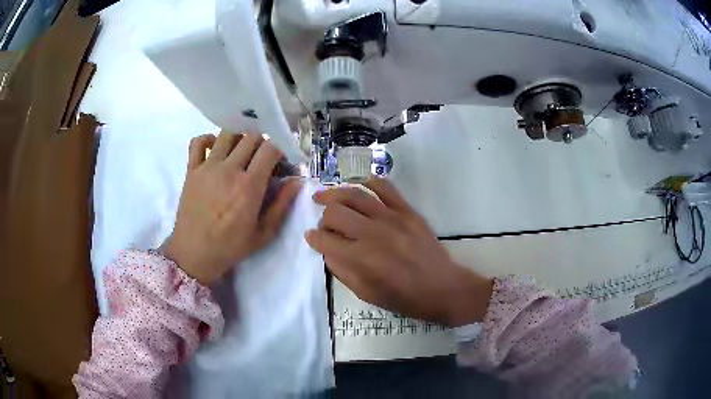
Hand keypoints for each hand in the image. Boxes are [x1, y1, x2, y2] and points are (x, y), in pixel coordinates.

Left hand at [162, 132, 301, 285]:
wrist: (193, 254)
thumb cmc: (230, 247)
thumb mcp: (264, 233)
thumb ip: (282, 205)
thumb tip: (297, 181)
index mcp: (249, 186)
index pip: (270, 148)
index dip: (281, 147)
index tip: (283, 157)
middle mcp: (229, 169)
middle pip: (251, 136)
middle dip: (263, 142)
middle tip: (263, 157)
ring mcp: (207, 167)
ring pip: (227, 134)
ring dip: (239, 137)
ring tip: (241, 151)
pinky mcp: (191, 170)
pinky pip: (198, 142)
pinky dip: (208, 139)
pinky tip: (214, 148)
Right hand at [305, 178, 492, 326]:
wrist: (442, 288)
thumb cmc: (403, 297)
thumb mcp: (366, 294)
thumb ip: (342, 271)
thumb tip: (327, 250)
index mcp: (360, 259)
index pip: (324, 240)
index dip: (313, 238)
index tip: (311, 237)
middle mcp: (372, 234)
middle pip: (335, 212)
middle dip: (323, 217)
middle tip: (324, 224)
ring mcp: (392, 218)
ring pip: (355, 195)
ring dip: (335, 193)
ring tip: (324, 195)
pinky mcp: (407, 211)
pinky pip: (386, 188)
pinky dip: (369, 182)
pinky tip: (359, 184)